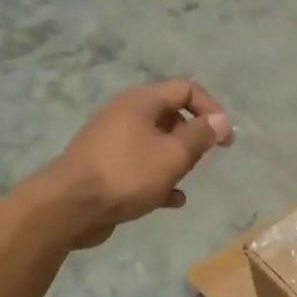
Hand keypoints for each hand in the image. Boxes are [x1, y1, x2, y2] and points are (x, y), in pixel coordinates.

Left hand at [44, 81, 232, 248]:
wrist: (71, 206)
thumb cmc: (128, 174)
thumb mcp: (174, 155)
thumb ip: (201, 136)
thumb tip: (221, 121)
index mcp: (141, 102)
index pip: (186, 89)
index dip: (211, 109)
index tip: (225, 138)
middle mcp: (125, 115)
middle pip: (170, 115)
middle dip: (193, 136)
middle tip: (203, 159)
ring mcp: (112, 141)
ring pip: (155, 143)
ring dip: (176, 159)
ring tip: (186, 178)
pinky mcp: (105, 167)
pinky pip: (140, 166)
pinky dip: (159, 178)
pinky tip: (172, 200)